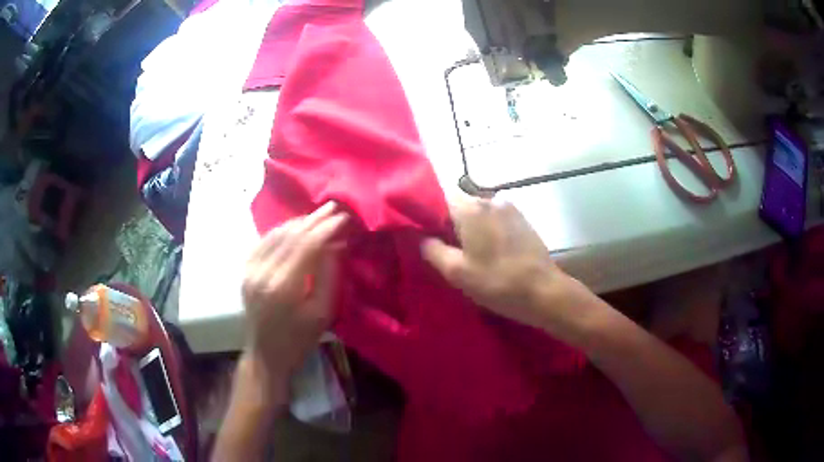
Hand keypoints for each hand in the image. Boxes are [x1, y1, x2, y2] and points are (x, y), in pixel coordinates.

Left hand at [242, 202, 347, 383]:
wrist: (266, 354)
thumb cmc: (299, 340)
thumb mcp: (323, 312)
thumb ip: (329, 275)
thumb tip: (336, 243)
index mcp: (283, 287)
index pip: (307, 245)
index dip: (326, 228)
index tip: (344, 217)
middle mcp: (262, 273)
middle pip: (291, 236)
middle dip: (314, 219)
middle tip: (334, 207)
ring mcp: (250, 270)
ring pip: (276, 234)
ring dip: (299, 222)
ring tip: (318, 215)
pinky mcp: (245, 270)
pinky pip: (264, 241)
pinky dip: (282, 230)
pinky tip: (295, 227)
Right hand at [422, 196, 596, 335]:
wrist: (544, 292)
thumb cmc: (498, 282)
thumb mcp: (457, 272)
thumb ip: (433, 250)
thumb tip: (422, 238)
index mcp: (472, 209)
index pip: (440, 197)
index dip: (429, 214)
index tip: (424, 233)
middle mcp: (491, 200)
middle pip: (460, 204)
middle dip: (450, 223)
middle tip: (445, 248)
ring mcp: (511, 208)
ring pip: (479, 212)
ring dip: (470, 227)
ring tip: (468, 252)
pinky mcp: (523, 220)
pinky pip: (496, 219)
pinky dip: (487, 230)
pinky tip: (489, 252)